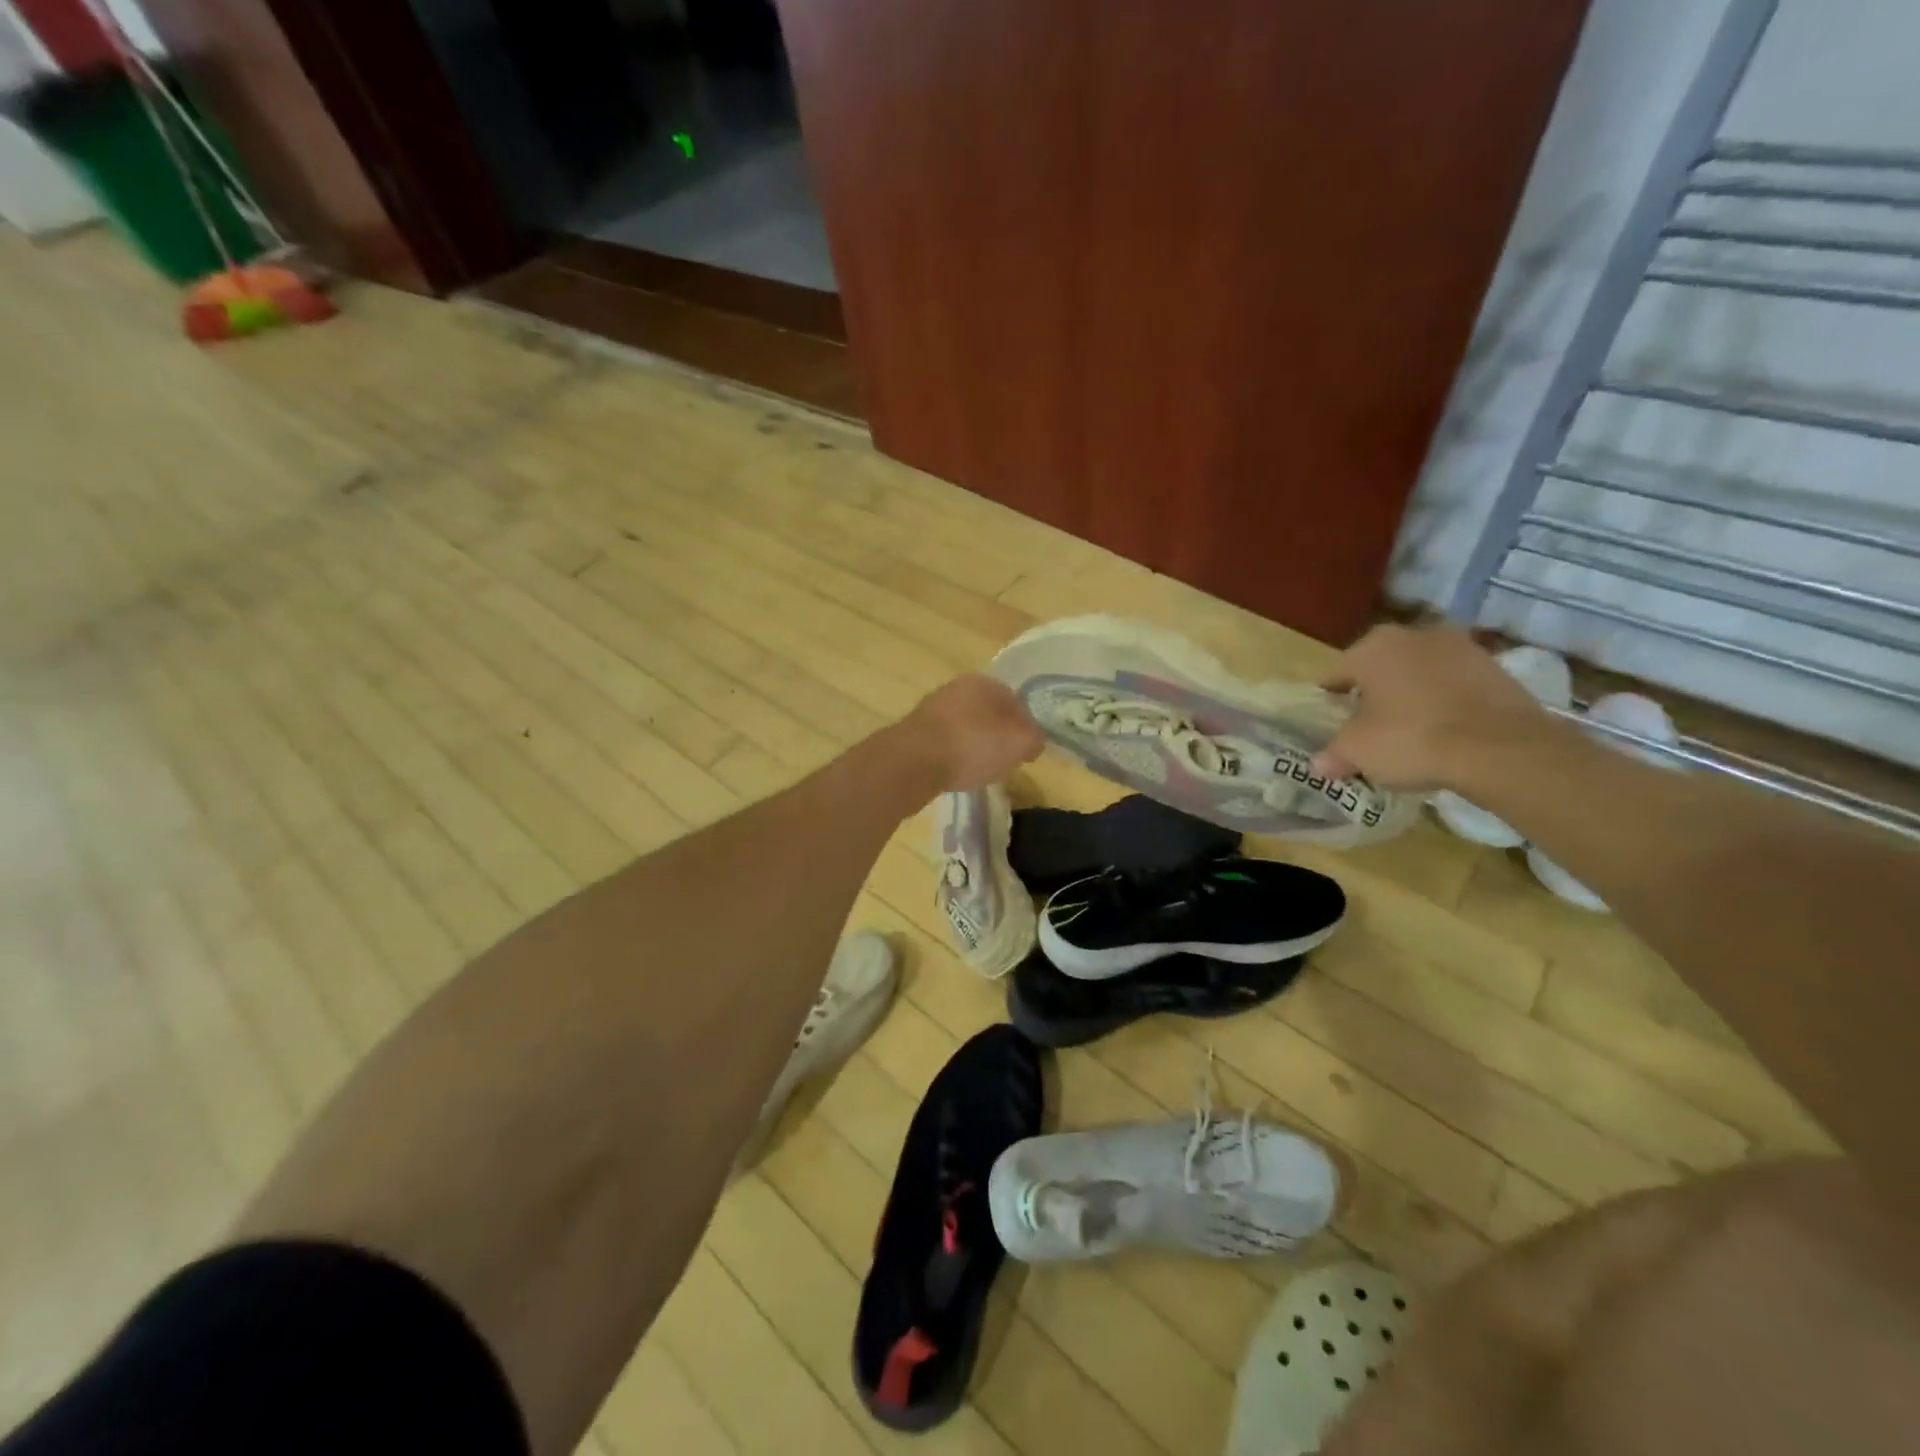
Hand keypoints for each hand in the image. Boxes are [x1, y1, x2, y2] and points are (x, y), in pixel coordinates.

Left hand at [900, 674, 1045, 791]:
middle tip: (1005, 760)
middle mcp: (955, 688)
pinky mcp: (914, 733)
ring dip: (974, 746)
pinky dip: (953, 756)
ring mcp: (931, 709)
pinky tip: (956, 772)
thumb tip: (1033, 741)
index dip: (1025, 726)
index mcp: (983, 682)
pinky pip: (945, 743)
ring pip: (965, 727)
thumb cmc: (973, 745)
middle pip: (988, 713)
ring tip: (980, 770)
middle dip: (998, 735)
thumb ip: (1034, 739)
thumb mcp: (1019, 743)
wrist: (913, 762)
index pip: (1015, 700)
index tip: (1027, 750)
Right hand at [1311, 624, 1553, 791]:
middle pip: (1381, 668)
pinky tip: (1446, 731)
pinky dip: (1447, 702)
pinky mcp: (1496, 668)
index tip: (1332, 722)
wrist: (1500, 749)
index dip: (1331, 700)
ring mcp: (1461, 647)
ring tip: (1411, 731)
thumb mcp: (1358, 752)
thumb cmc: (1411, 739)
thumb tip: (1319, 764)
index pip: (1337, 673)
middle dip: (1374, 692)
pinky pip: (1456, 685)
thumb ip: (1334, 753)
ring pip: (1421, 673)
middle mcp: (1414, 635)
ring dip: (1413, 694)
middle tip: (1370, 726)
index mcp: (1372, 647)